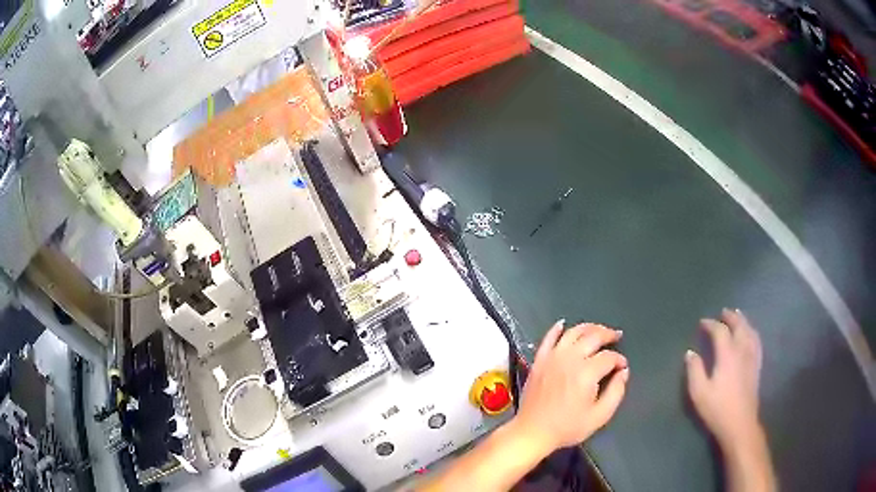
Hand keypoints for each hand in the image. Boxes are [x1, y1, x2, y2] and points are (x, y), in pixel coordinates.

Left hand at [512, 320, 628, 454]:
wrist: (532, 432)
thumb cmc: (567, 428)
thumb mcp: (599, 416)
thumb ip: (616, 392)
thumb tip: (623, 372)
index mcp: (586, 373)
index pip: (608, 357)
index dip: (619, 359)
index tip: (622, 366)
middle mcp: (570, 359)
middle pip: (592, 337)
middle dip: (608, 334)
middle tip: (616, 336)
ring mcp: (552, 357)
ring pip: (573, 333)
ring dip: (588, 328)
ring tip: (598, 330)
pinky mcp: (539, 360)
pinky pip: (548, 338)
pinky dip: (557, 329)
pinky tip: (563, 324)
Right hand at [685, 308, 762, 447]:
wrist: (740, 423)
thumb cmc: (717, 409)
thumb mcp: (699, 392)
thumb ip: (694, 370)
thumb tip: (690, 353)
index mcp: (727, 354)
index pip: (720, 331)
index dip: (711, 324)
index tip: (702, 322)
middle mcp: (742, 350)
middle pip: (739, 325)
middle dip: (730, 317)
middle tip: (723, 312)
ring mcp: (752, 357)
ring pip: (750, 331)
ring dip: (743, 321)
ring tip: (738, 316)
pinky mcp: (757, 366)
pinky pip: (757, 341)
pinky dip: (752, 332)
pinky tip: (750, 334)